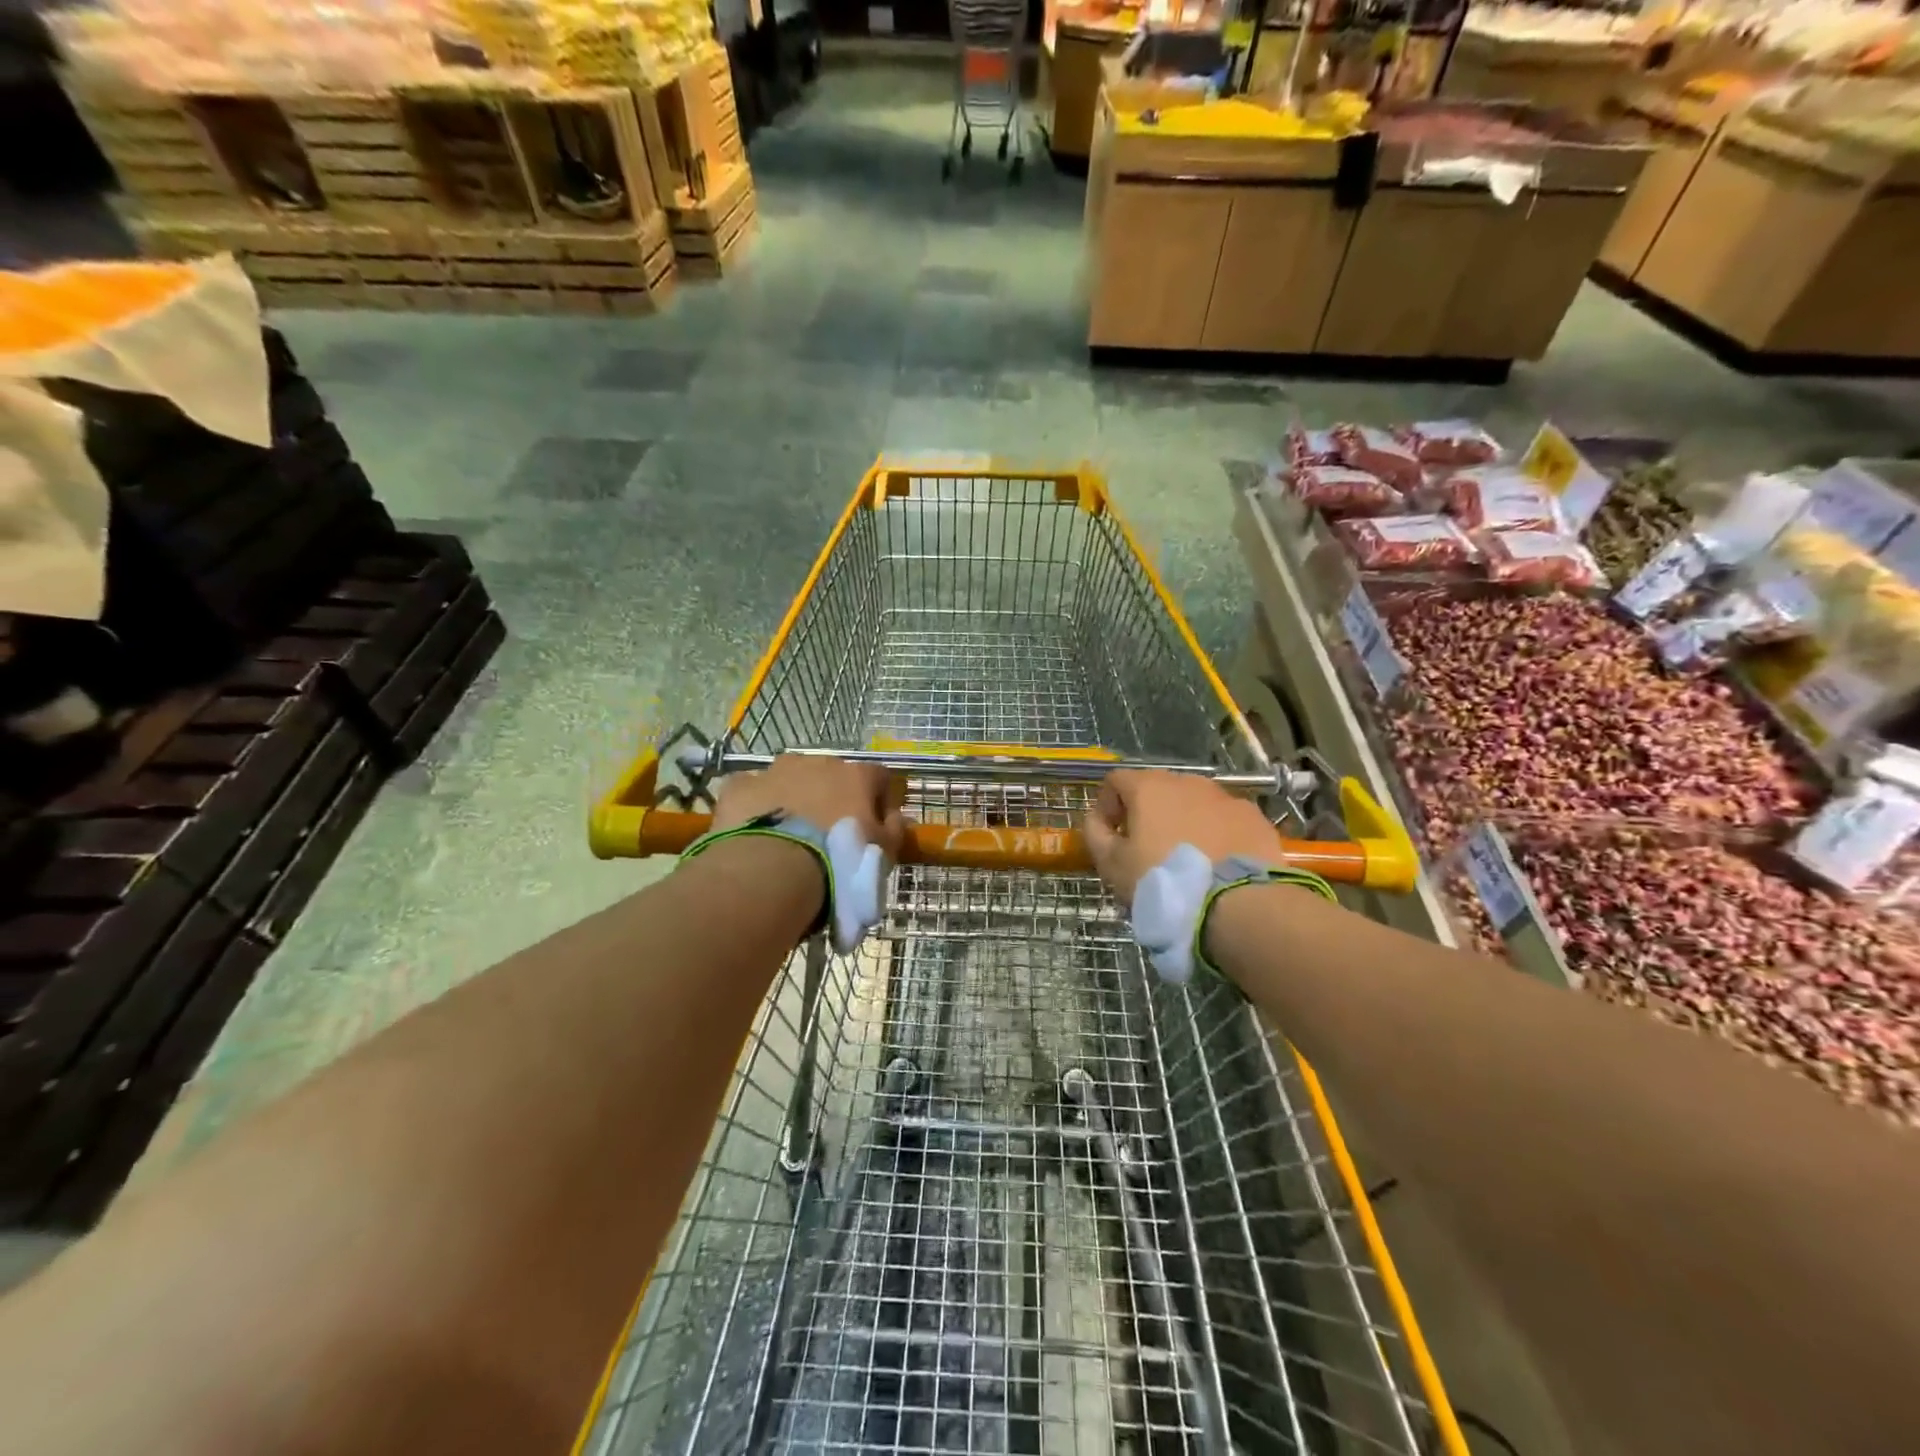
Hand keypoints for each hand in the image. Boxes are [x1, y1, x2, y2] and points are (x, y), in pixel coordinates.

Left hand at [711, 755, 908, 861]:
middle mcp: (817, 762)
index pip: (878, 777)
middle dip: (832, 796)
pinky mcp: (741, 787)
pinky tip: (756, 830)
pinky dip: (756, 806)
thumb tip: (896, 818)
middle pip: (831, 775)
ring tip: (790, 832)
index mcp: (855, 775)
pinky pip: (752, 791)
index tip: (876, 824)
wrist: (775, 868)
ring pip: (790, 778)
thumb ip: (894, 830)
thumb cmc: (840, 858)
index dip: (879, 799)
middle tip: (829, 832)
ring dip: (793, 796)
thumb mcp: (882, 852)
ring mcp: (775, 770)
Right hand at [1083, 769, 1279, 904]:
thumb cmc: (1162, 881)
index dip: (1107, 805)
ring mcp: (1225, 797)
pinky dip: (1216, 833)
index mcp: (1148, 787)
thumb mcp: (1112, 864)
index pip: (1116, 780)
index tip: (1110, 835)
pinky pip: (1225, 820)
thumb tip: (1095, 819)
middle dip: (1147, 813)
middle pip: (1157, 789)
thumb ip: (1096, 834)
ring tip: (1185, 859)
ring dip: (1183, 822)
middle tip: (1146, 849)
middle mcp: (1187, 782)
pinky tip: (1217, 863)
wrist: (1236, 904)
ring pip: (1194, 803)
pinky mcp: (1253, 817)